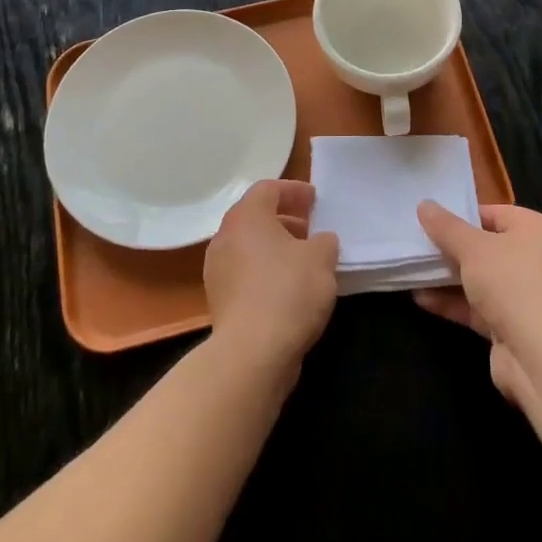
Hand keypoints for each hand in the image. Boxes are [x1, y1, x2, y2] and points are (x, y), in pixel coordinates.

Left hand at [204, 180, 338, 374]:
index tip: (315, 200)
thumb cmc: (289, 291)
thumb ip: (324, 242)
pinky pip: (244, 272)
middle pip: (254, 216)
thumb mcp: (321, 259)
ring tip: (302, 258)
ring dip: (274, 246)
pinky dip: (265, 269)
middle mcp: (225, 238)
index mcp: (247, 217)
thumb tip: (320, 242)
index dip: (293, 190)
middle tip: (310, 227)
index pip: (268, 189)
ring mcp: (217, 270)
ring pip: (248, 245)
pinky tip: (288, 286)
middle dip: (284, 218)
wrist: (252, 352)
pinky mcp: (219, 299)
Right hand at [413, 202, 541, 402]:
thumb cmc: (510, 282)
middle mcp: (535, 259)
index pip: (494, 214)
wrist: (538, 354)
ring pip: (480, 279)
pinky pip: (478, 306)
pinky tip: (421, 298)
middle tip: (418, 244)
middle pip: (486, 247)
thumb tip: (424, 204)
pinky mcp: (512, 325)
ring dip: (447, 277)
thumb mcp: (472, 247)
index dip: (462, 216)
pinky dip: (453, 302)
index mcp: (536, 230)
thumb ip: (446, 227)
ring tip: (412, 270)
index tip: (430, 220)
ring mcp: (524, 294)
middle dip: (451, 249)